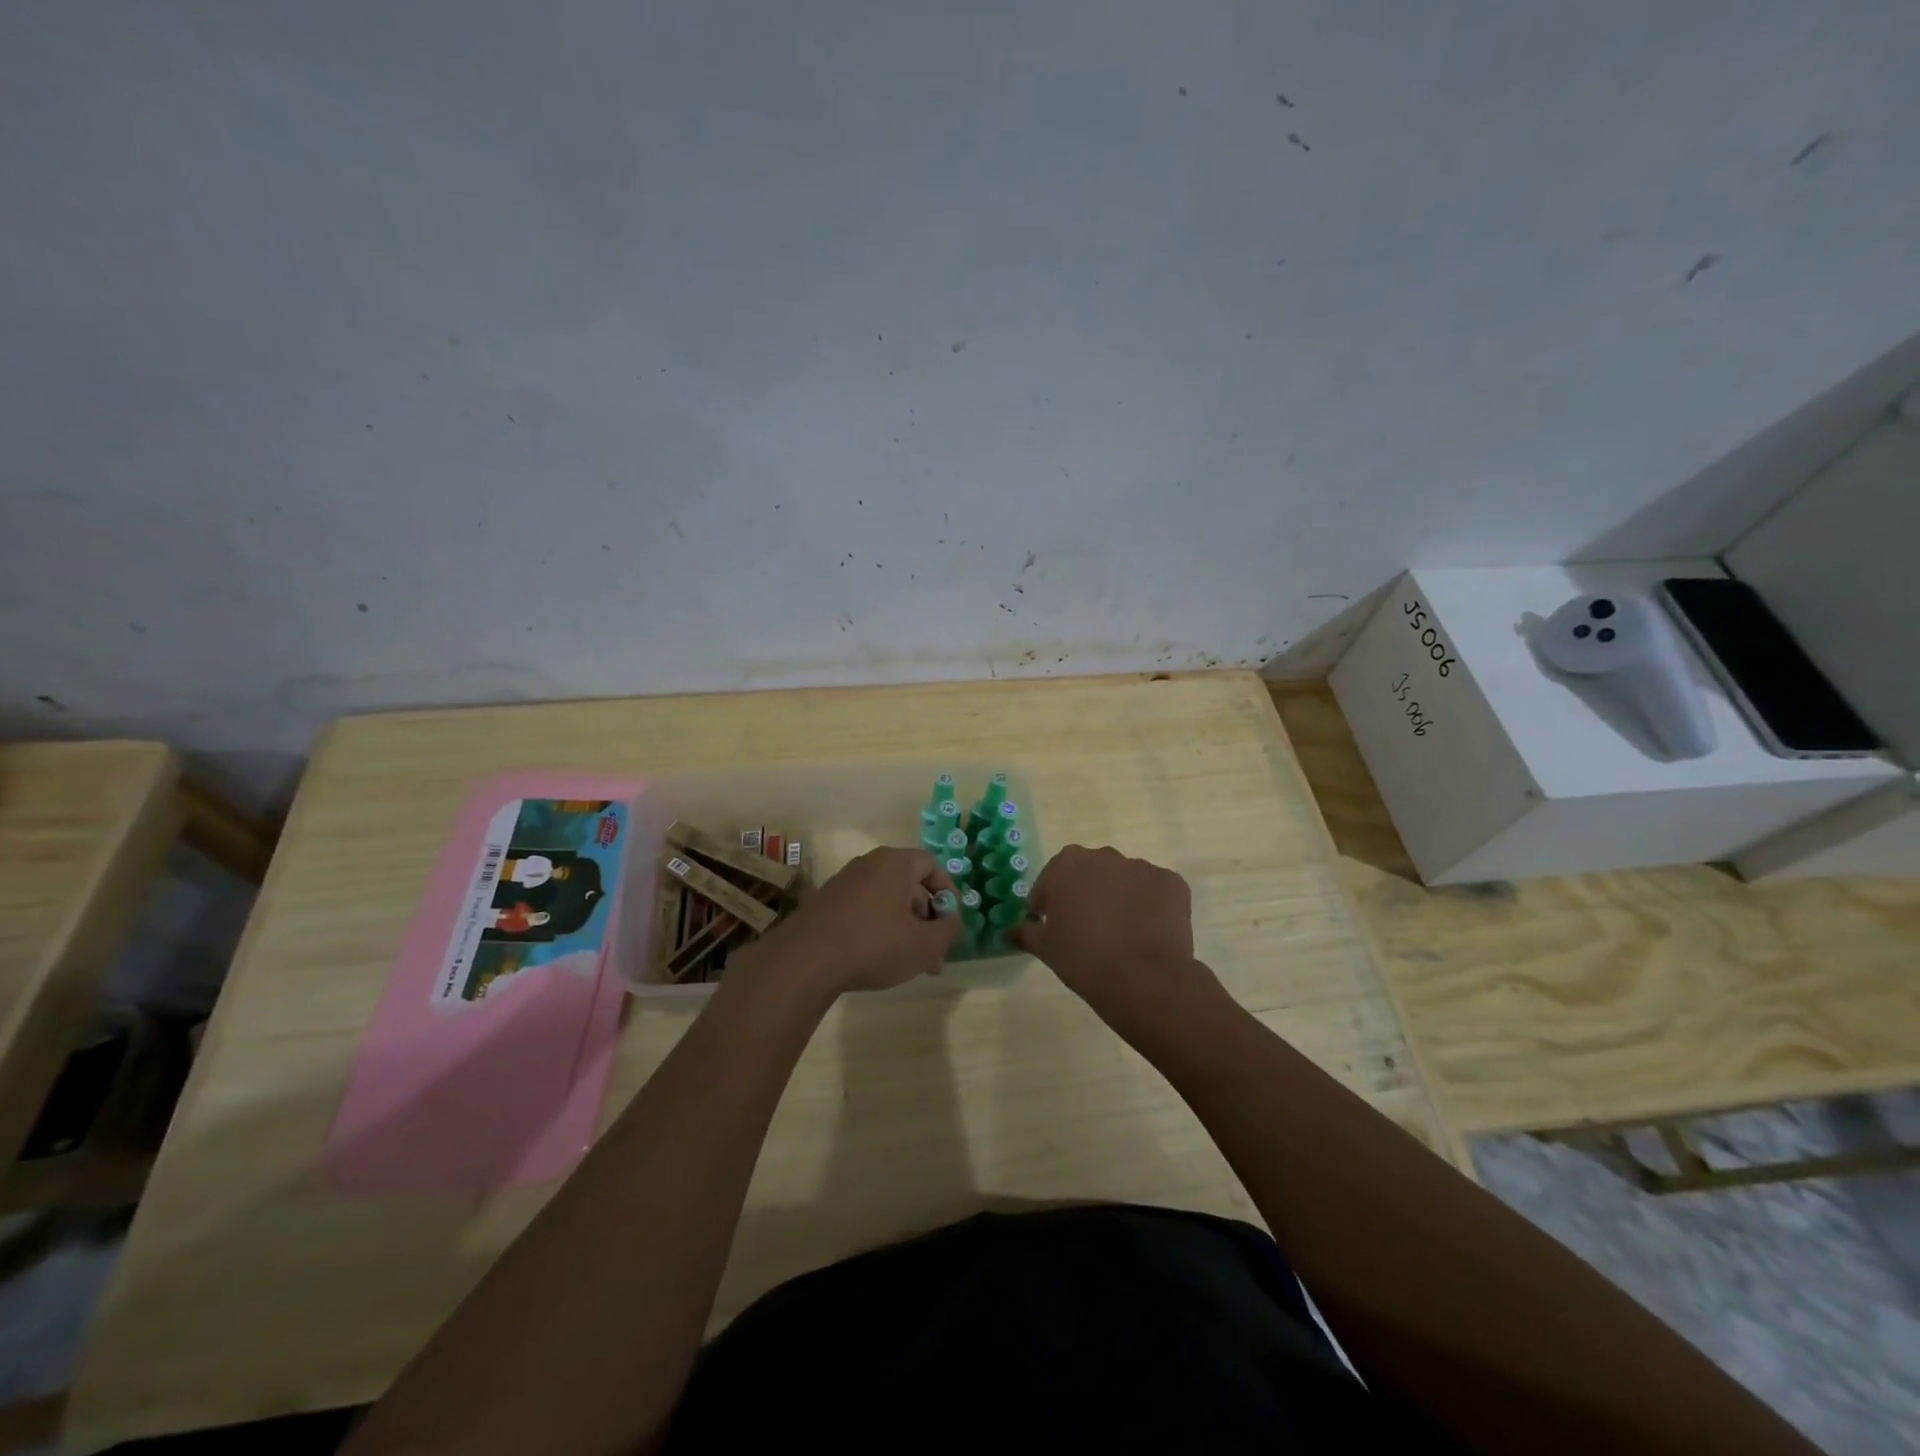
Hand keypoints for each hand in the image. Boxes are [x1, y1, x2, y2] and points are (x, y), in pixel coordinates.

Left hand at [731, 847, 959, 1000]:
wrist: (805, 961)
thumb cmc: (874, 944)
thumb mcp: (925, 944)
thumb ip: (948, 930)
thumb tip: (951, 920)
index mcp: (894, 863)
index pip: (930, 864)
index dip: (947, 891)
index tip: (951, 920)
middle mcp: (868, 865)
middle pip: (908, 886)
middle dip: (926, 920)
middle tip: (934, 954)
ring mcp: (843, 884)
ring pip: (886, 902)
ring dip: (904, 929)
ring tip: (911, 965)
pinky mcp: (825, 905)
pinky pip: (863, 911)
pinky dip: (878, 930)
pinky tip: (879, 961)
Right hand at [1011, 845, 1209, 1023]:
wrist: (1142, 978)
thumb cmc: (1083, 958)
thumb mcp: (1045, 948)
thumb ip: (1025, 933)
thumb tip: (1009, 932)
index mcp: (1068, 864)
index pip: (1050, 879)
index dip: (1047, 902)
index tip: (1047, 923)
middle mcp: (1104, 856)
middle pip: (1089, 873)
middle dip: (1085, 893)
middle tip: (1085, 927)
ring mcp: (1142, 867)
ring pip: (1124, 880)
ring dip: (1118, 897)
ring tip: (1120, 932)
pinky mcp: (1172, 882)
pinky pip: (1154, 891)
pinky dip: (1150, 905)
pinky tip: (1147, 932)